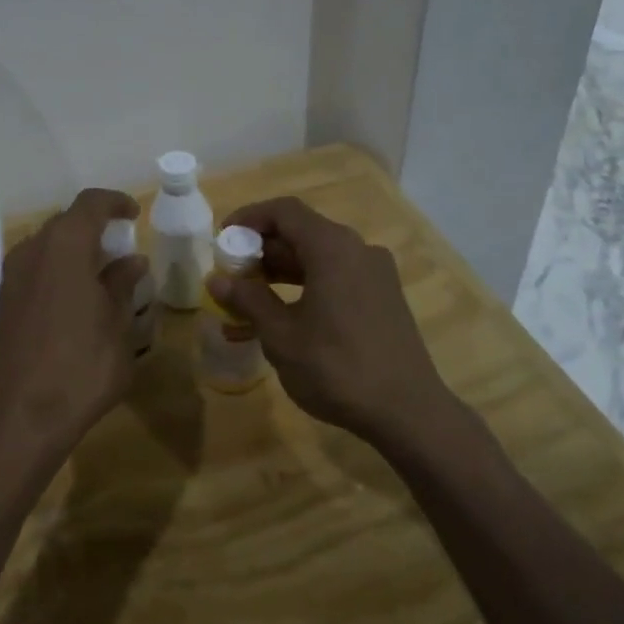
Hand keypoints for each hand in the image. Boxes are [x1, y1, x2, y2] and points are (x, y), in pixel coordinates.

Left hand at [0, 188, 148, 460]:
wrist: (23, 415)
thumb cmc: (83, 367)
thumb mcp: (118, 325)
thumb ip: (123, 285)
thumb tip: (131, 261)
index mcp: (65, 247)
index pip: (90, 203)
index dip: (115, 202)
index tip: (134, 214)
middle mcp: (32, 251)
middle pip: (65, 222)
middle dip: (95, 227)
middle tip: (121, 246)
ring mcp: (12, 276)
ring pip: (47, 245)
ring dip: (74, 249)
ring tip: (101, 272)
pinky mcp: (4, 301)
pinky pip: (35, 268)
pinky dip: (57, 269)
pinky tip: (76, 296)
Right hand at [209, 196, 453, 446]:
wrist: (407, 412)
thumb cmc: (337, 368)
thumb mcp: (281, 335)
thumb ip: (248, 299)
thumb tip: (216, 279)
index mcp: (333, 248)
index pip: (284, 211)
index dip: (249, 218)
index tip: (222, 239)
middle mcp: (358, 250)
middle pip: (301, 234)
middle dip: (261, 252)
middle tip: (230, 276)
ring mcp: (374, 274)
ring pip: (317, 260)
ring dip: (279, 276)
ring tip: (245, 303)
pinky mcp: (382, 298)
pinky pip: (335, 280)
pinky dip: (304, 290)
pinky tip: (280, 321)